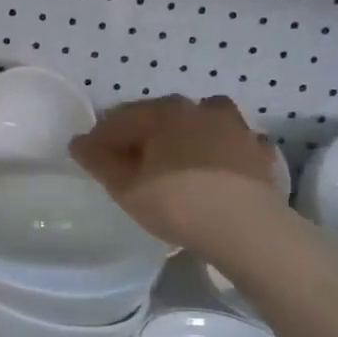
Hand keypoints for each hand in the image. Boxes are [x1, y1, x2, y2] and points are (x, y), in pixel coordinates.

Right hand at [70, 95, 286, 251]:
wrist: (246, 227)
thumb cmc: (175, 203)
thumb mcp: (124, 187)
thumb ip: (98, 161)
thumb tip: (78, 142)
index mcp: (163, 112)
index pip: (120, 118)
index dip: (101, 138)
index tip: (91, 158)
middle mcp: (200, 109)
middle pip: (160, 116)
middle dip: (142, 135)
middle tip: (129, 164)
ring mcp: (235, 127)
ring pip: (201, 123)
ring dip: (185, 136)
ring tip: (176, 162)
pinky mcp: (259, 151)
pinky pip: (232, 145)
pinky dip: (221, 152)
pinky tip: (217, 170)